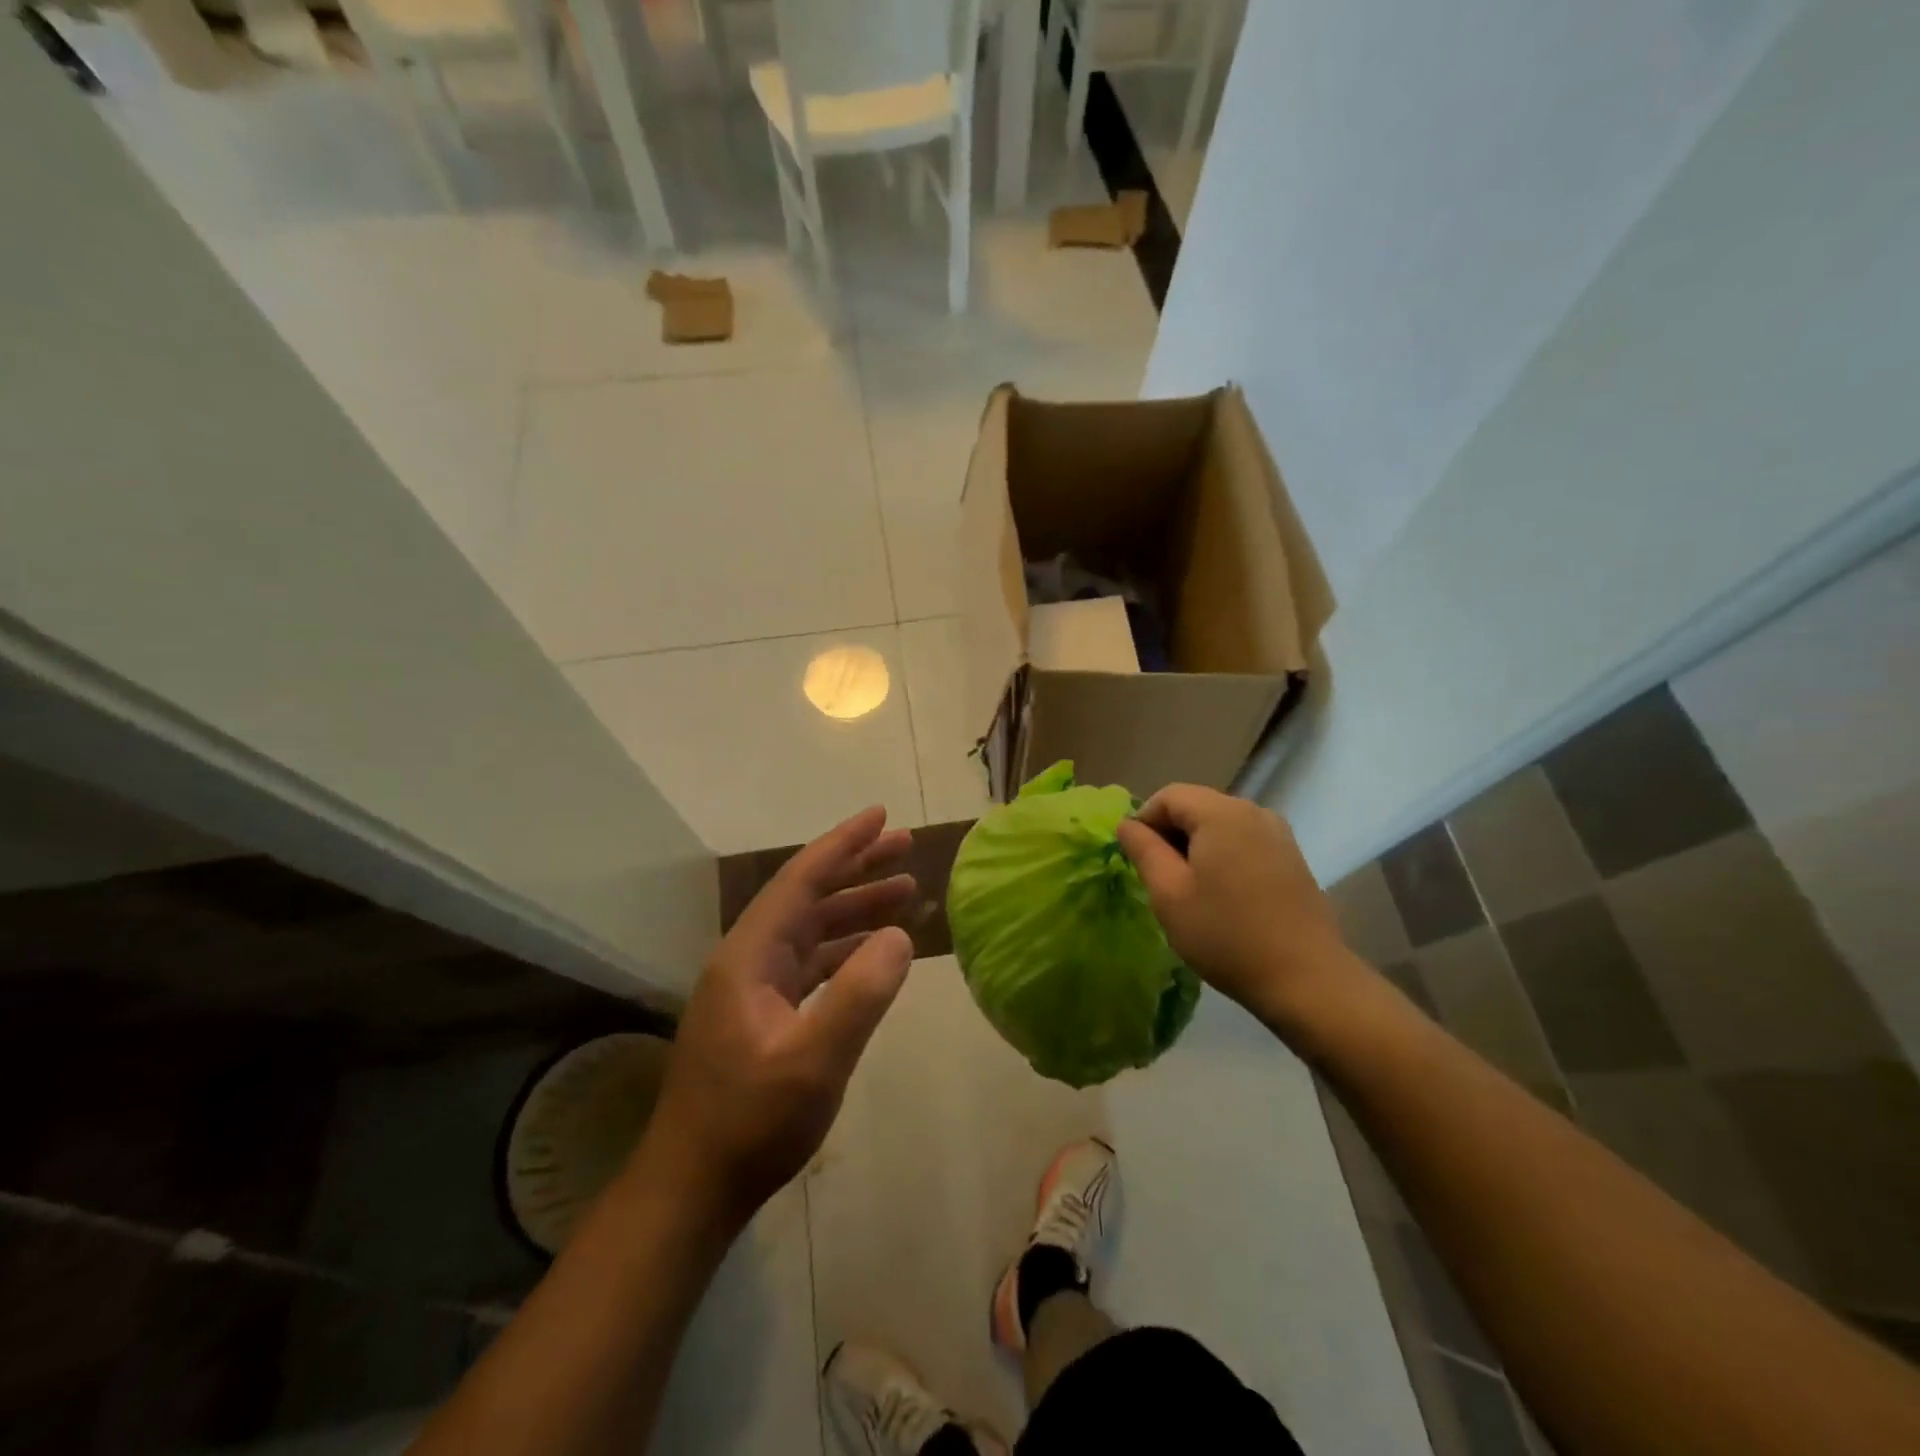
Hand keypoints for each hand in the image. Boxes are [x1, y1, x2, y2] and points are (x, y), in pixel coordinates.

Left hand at [637, 808, 917, 1228]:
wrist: (692, 1189)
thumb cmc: (750, 1123)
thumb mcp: (814, 1061)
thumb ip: (859, 995)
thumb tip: (899, 936)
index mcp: (749, 956)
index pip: (801, 880)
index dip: (843, 844)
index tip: (881, 815)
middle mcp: (748, 960)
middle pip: (808, 897)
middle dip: (857, 869)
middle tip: (906, 848)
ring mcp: (752, 990)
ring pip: (811, 931)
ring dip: (855, 909)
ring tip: (906, 893)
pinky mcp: (761, 1017)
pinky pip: (810, 964)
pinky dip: (845, 950)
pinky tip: (874, 954)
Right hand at [1116, 785, 1355, 1031]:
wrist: (1305, 979)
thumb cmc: (1226, 935)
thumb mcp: (1169, 893)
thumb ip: (1143, 850)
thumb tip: (1127, 823)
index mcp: (1220, 813)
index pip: (1168, 796)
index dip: (1145, 822)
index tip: (1139, 862)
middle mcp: (1253, 811)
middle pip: (1196, 806)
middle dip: (1171, 834)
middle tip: (1161, 880)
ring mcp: (1278, 833)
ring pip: (1220, 824)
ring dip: (1197, 847)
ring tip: (1191, 890)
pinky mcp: (1291, 856)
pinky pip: (1244, 841)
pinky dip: (1223, 856)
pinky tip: (1224, 895)